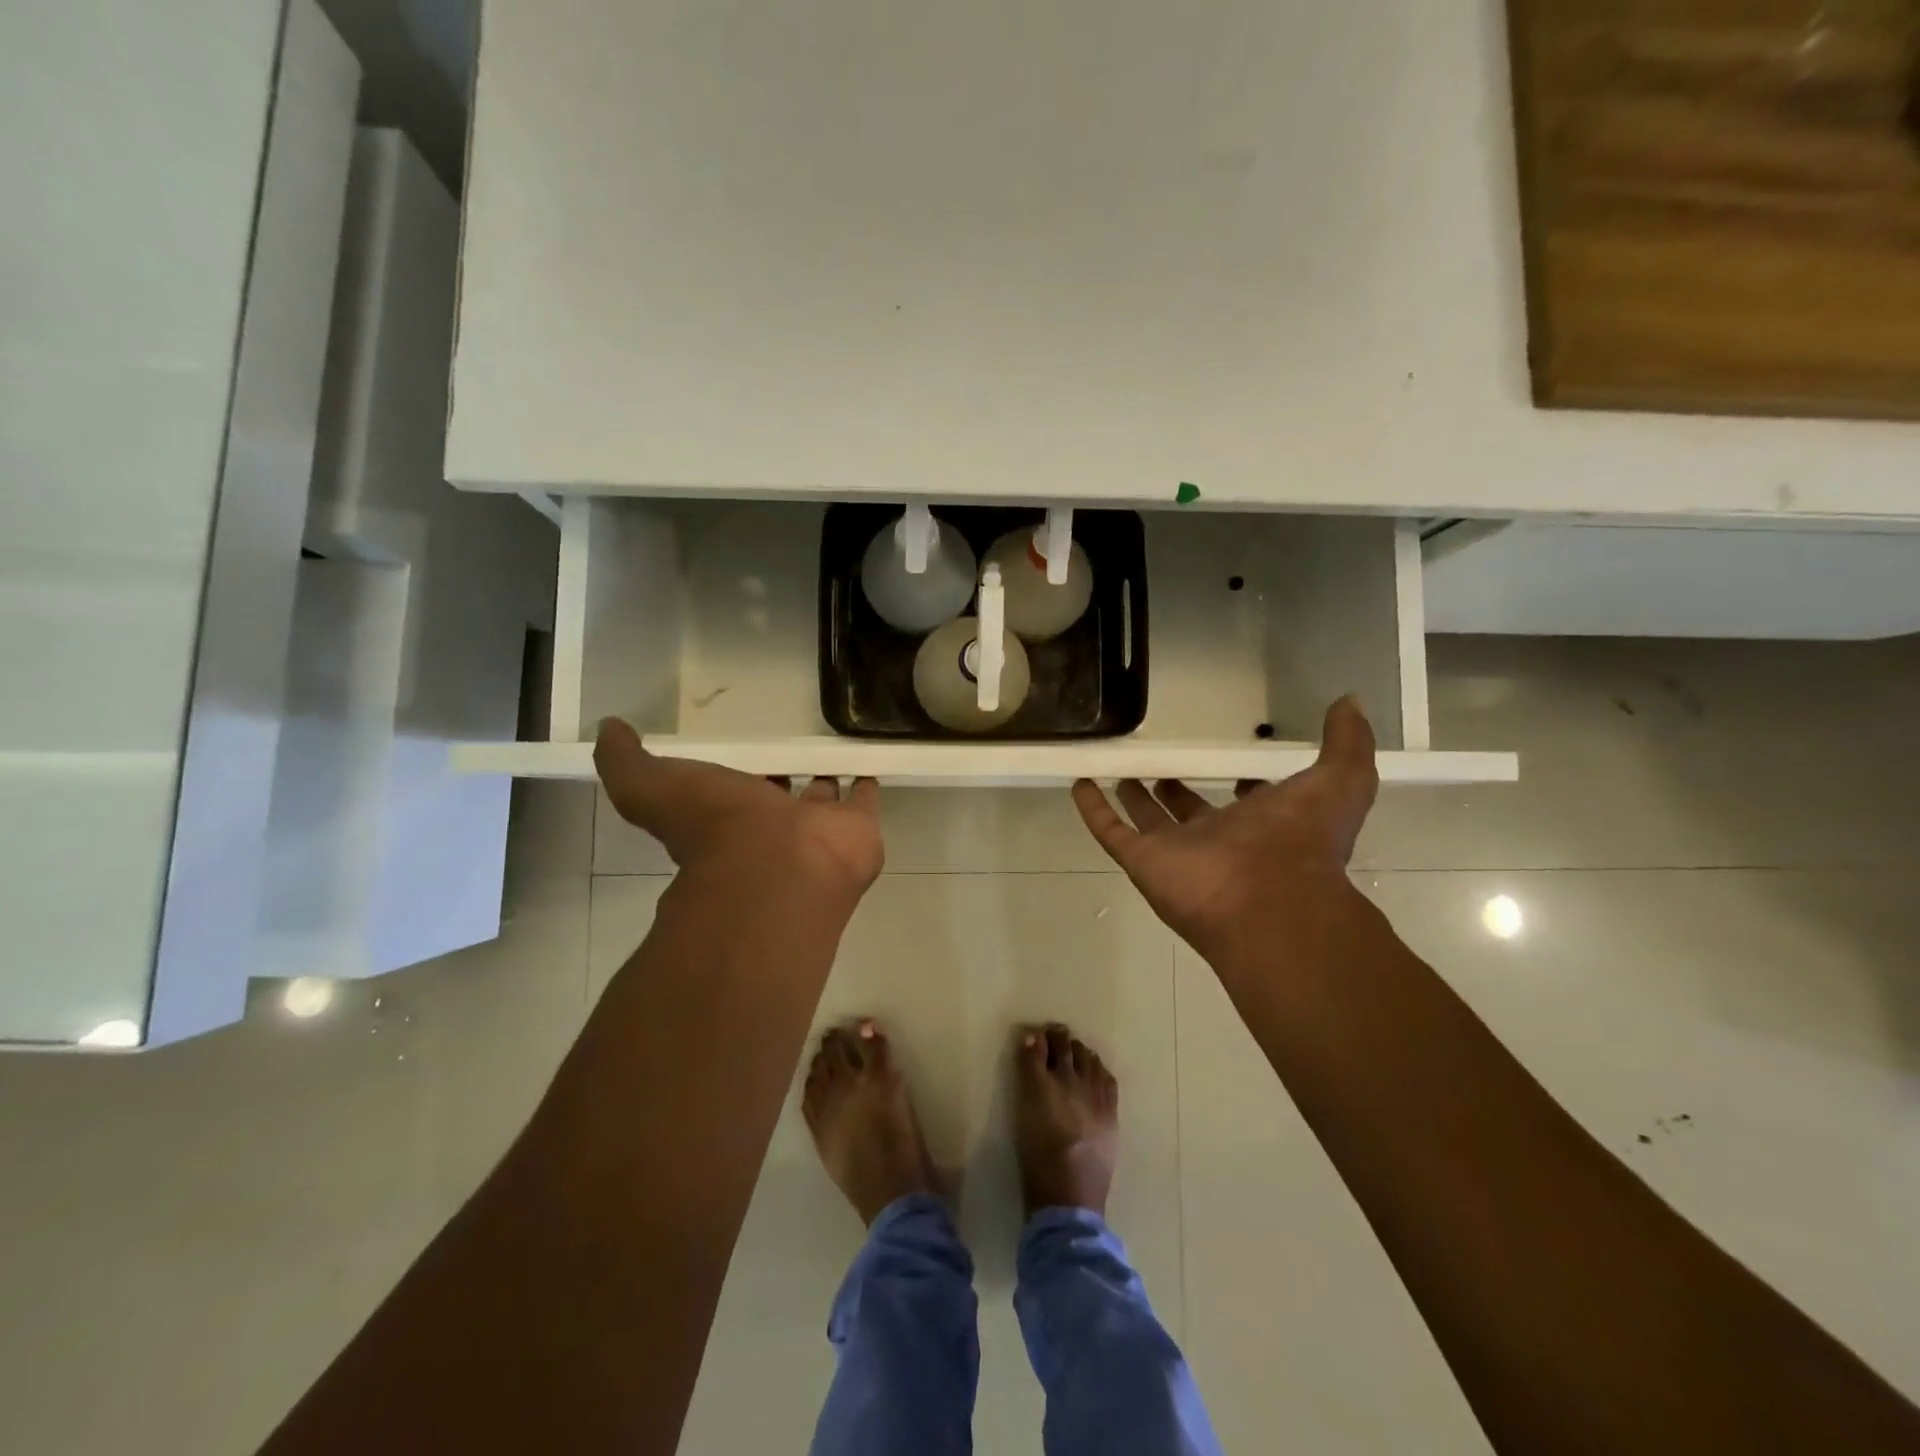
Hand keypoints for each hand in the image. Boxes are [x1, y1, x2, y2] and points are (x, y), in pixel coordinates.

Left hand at [594, 719, 884, 899]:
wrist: (778, 868)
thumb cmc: (716, 828)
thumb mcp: (652, 788)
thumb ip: (625, 762)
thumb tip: (607, 729)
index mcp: (728, 820)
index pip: (733, 794)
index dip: (738, 777)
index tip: (745, 752)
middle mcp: (772, 830)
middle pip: (781, 799)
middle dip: (786, 780)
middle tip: (795, 750)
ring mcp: (817, 831)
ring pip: (824, 799)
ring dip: (829, 780)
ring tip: (838, 749)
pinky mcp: (858, 829)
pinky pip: (865, 800)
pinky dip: (868, 782)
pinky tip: (872, 759)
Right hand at [1071, 697, 1378, 955]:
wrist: (1268, 902)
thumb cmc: (1301, 842)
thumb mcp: (1341, 782)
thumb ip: (1347, 742)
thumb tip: (1350, 701)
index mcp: (1262, 825)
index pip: (1248, 800)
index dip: (1242, 783)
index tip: (1233, 760)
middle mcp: (1217, 840)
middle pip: (1190, 812)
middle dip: (1177, 790)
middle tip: (1162, 764)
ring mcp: (1176, 853)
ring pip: (1148, 821)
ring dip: (1134, 797)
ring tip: (1120, 768)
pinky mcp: (1142, 861)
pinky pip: (1110, 830)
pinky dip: (1093, 809)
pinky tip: (1079, 782)